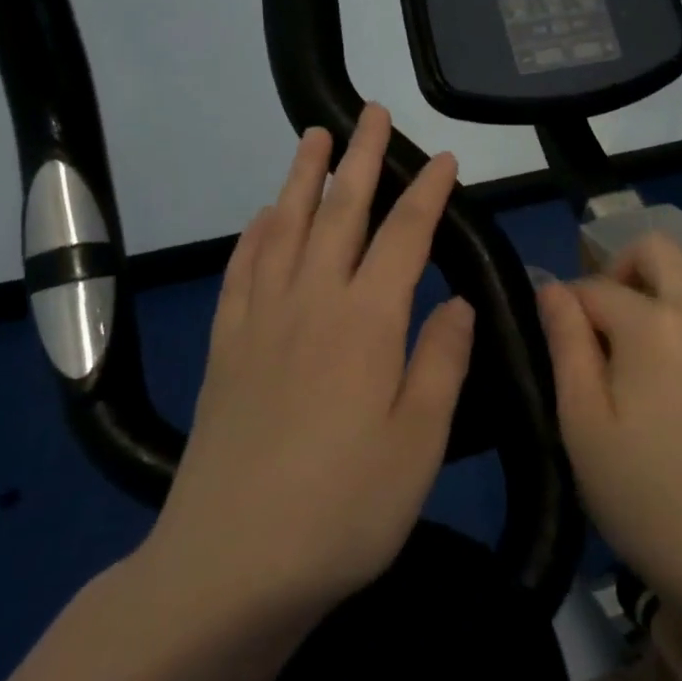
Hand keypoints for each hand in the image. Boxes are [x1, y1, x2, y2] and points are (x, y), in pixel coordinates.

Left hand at [137, 104, 473, 623]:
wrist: (229, 566)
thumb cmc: (343, 510)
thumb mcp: (417, 443)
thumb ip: (440, 362)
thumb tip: (455, 302)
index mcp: (366, 323)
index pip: (404, 236)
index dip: (427, 193)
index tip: (444, 161)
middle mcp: (311, 304)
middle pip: (339, 213)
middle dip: (360, 159)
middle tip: (370, 113)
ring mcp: (260, 322)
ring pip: (283, 228)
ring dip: (301, 178)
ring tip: (314, 138)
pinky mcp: (226, 349)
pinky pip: (241, 271)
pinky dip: (254, 235)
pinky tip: (260, 219)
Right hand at [538, 233, 681, 610]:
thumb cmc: (646, 498)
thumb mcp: (583, 423)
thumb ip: (566, 343)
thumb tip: (552, 287)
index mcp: (656, 325)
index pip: (596, 286)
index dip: (568, 306)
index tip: (560, 343)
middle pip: (660, 252)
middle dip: (622, 271)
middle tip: (606, 329)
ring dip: (664, 315)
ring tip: (651, 386)